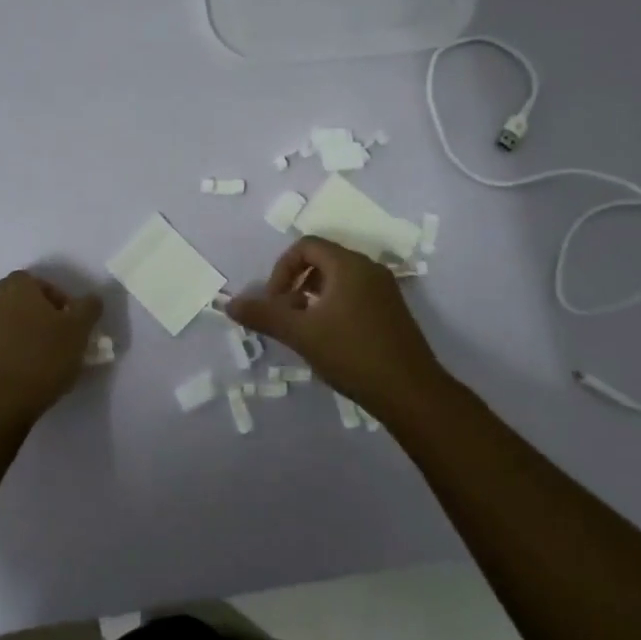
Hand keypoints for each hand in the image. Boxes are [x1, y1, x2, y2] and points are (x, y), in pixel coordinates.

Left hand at [0, 271, 104, 429]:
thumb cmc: (43, 357)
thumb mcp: (78, 329)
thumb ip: (89, 308)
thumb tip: (91, 300)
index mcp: (16, 287)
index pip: (40, 282)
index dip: (59, 298)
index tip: (72, 321)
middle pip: (25, 302)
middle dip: (45, 316)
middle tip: (63, 337)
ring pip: (13, 323)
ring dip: (30, 334)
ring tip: (50, 358)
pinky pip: (2, 344)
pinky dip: (17, 351)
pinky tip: (32, 371)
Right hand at [226, 237, 449, 415]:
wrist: (411, 393)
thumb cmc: (352, 354)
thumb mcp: (301, 334)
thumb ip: (264, 315)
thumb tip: (229, 303)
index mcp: (349, 265)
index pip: (306, 246)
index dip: (282, 269)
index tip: (275, 302)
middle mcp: (369, 269)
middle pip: (322, 260)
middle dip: (295, 283)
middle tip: (285, 315)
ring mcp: (384, 291)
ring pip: (339, 279)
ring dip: (313, 296)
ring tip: (303, 329)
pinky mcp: (392, 312)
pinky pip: (355, 295)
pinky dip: (333, 306)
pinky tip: (329, 340)